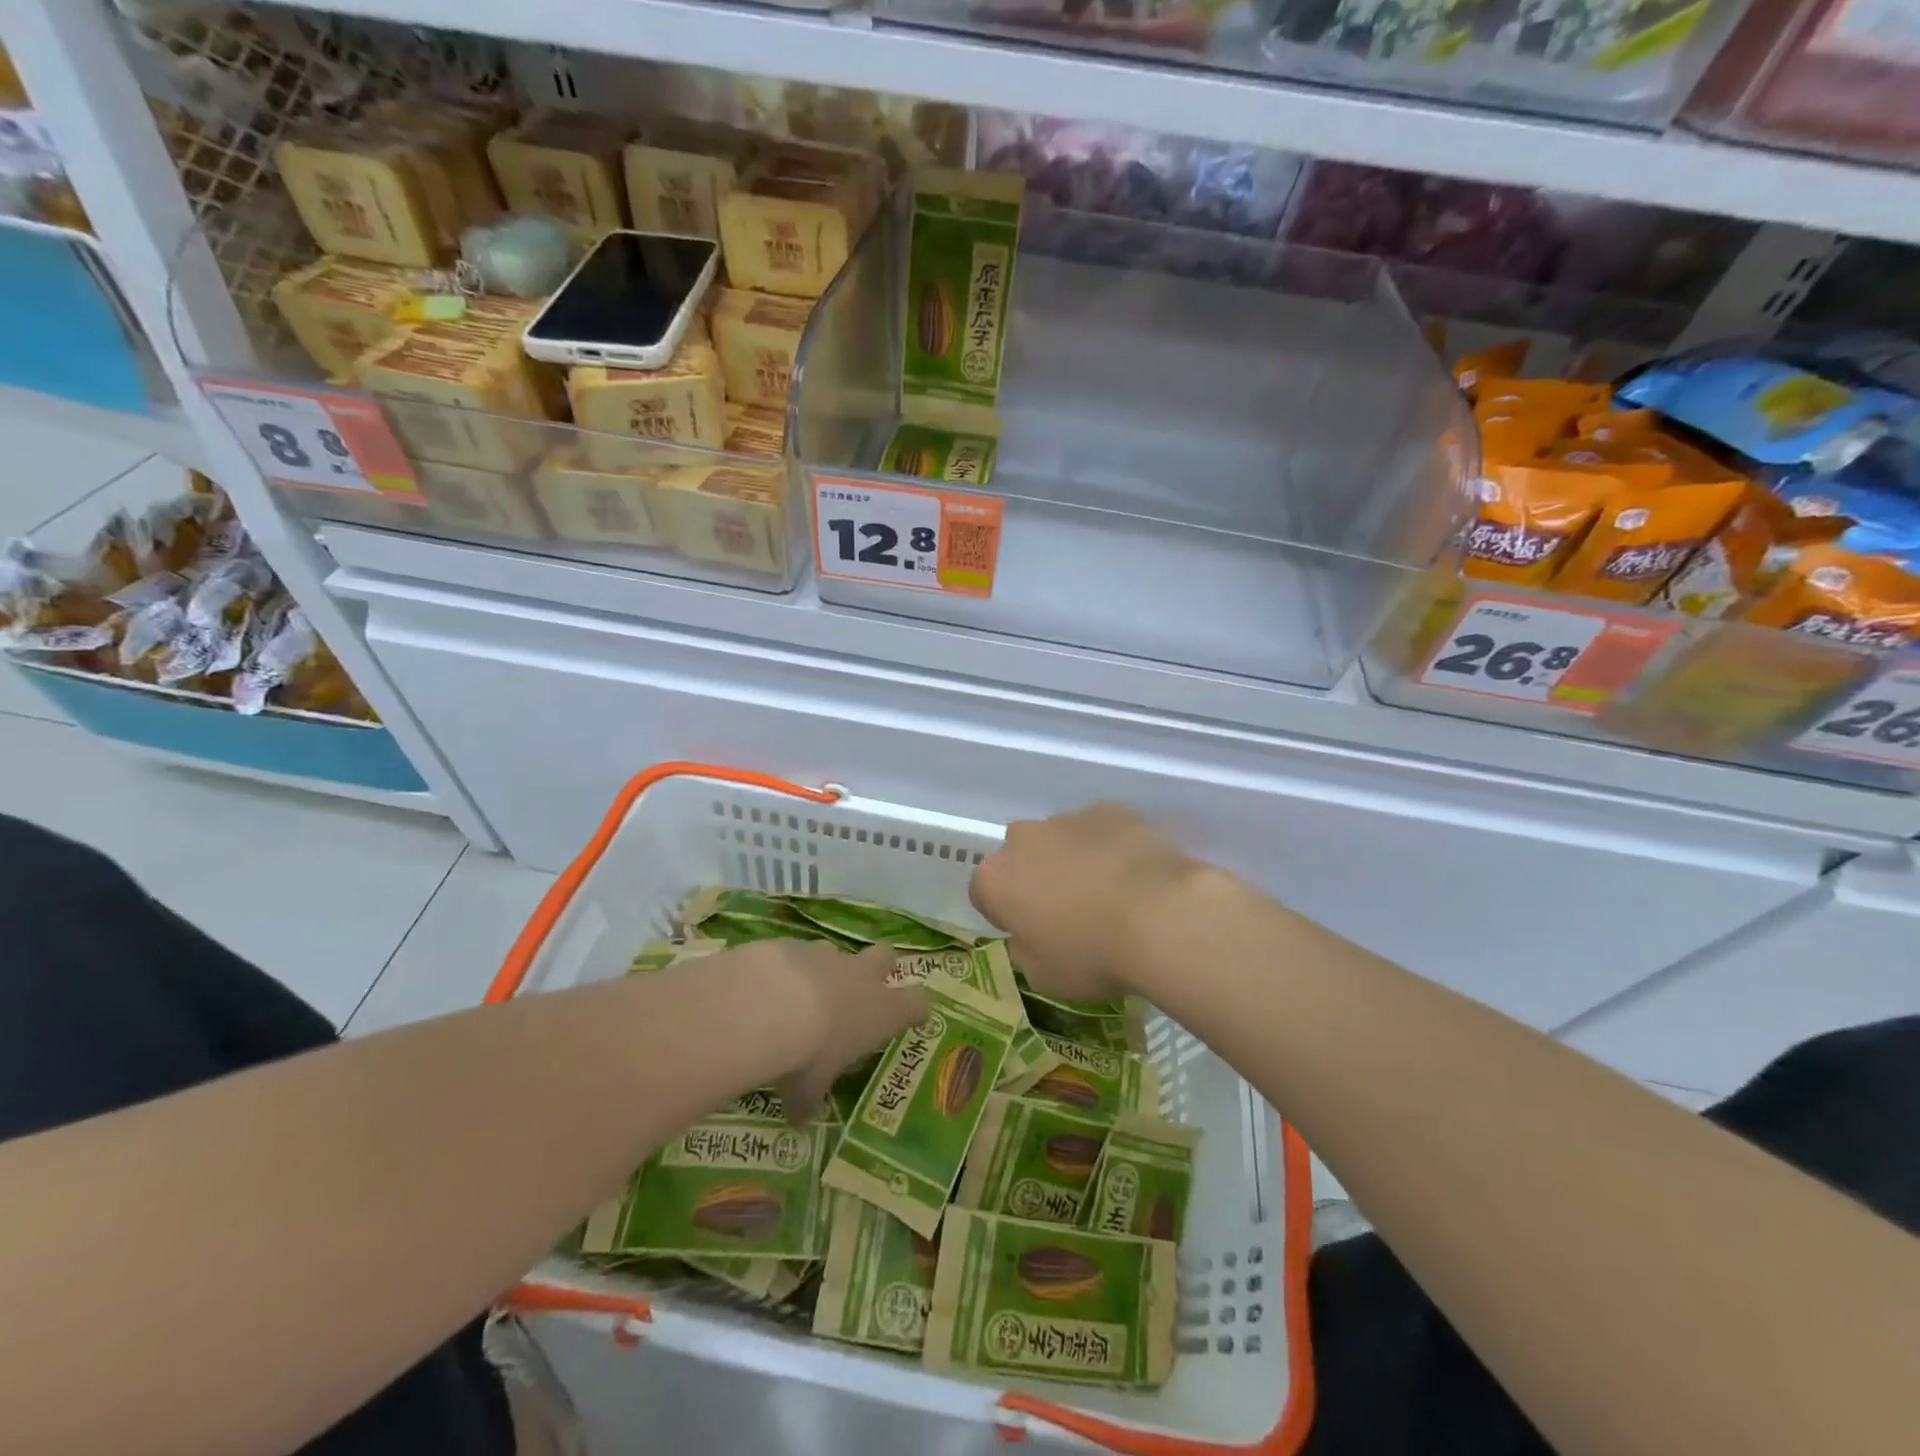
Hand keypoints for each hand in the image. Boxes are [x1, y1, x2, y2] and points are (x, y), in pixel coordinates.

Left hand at [764, 941, 928, 1122]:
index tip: (913, 1017)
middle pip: (886, 956)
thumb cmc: (807, 1054)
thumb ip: (809, 1101)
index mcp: (881, 1012)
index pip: (917, 1003)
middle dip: (880, 968)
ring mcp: (828, 955)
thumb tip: (800, 1120)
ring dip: (828, 969)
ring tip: (804, 994)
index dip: (916, 1009)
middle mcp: (861, 977)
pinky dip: (788, 968)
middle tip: (863, 990)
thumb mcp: (808, 1090)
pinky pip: (798, 953)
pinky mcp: (794, 944)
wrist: (767, 1005)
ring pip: (839, 952)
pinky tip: (768, 988)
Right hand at [970, 804, 1204, 1003]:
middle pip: (1021, 857)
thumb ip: (1026, 950)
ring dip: (1074, 860)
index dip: (1005, 913)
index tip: (1030, 932)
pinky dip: (1110, 846)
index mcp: (995, 879)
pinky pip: (1101, 830)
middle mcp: (1023, 839)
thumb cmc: (1091, 954)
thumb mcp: (1044, 976)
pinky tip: (1135, 874)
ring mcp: (1067, 819)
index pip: (984, 893)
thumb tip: (1030, 935)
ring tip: (1110, 893)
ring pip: (1061, 839)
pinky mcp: (1110, 810)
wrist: (1161, 917)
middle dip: (1036, 877)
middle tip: (1069, 911)